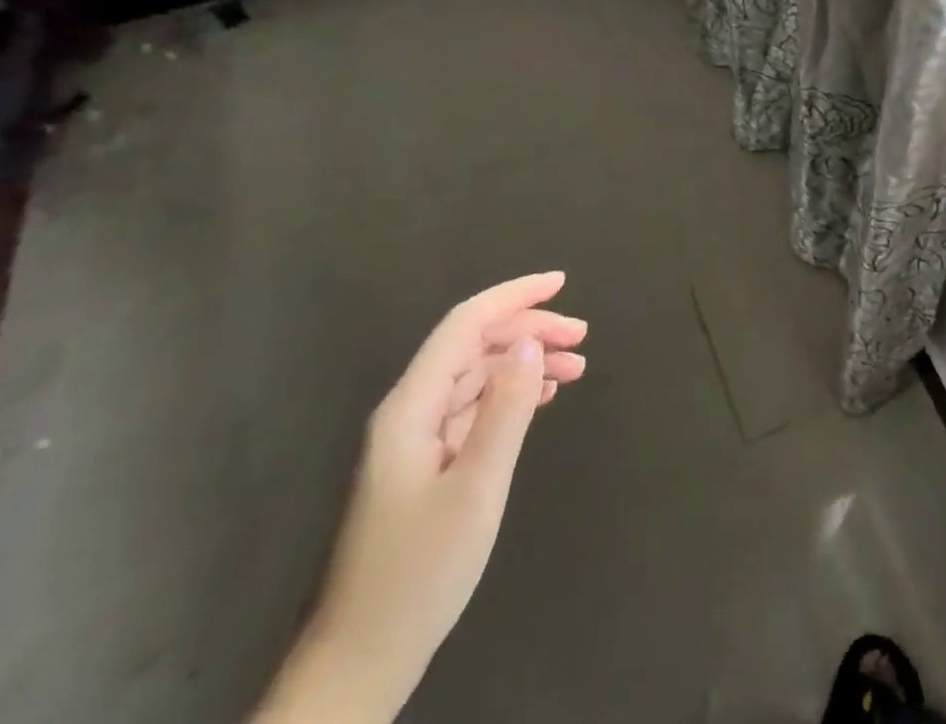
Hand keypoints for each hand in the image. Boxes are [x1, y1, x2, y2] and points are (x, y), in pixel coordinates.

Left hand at [253, 273, 587, 723]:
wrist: (362, 661)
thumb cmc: (420, 573)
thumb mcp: (476, 487)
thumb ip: (506, 408)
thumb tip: (531, 341)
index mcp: (411, 407)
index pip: (465, 325)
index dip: (513, 296)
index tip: (562, 283)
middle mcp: (409, 411)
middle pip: (473, 345)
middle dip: (529, 329)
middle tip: (583, 336)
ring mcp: (415, 440)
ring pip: (477, 375)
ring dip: (525, 361)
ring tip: (577, 366)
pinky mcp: (425, 465)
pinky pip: (474, 406)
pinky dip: (512, 392)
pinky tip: (542, 397)